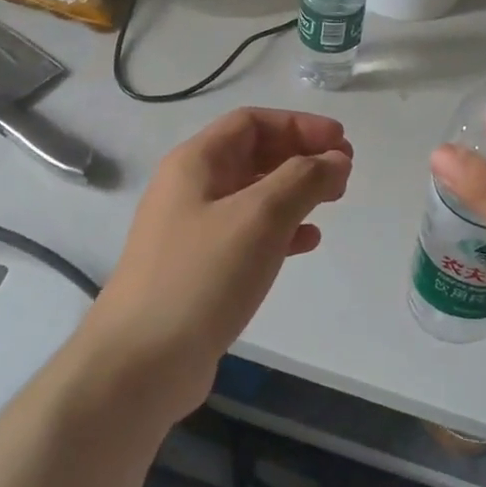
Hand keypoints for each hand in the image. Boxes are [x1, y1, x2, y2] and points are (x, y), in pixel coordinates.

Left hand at [87, 107, 352, 423]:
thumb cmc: (202, 276)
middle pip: (253, 154)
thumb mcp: (260, 217)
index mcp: (195, 163)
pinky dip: (281, 230)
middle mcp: (191, 189)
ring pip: (254, 195)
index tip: (342, 142)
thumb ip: (303, 180)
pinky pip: (248, 234)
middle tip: (344, 172)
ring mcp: (193, 231)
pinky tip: (307, 242)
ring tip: (333, 201)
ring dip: (295, 192)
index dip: (300, 125)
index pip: (252, 123)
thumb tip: (336, 160)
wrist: (141, 363)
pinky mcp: (200, 269)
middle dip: (301, 156)